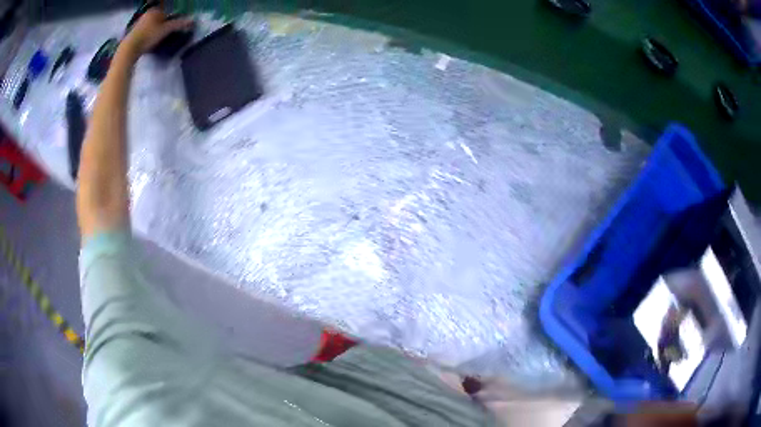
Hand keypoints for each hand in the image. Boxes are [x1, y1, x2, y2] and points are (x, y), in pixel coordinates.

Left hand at [122, 8, 191, 56]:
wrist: (129, 49)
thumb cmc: (148, 36)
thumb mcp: (166, 30)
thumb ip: (179, 24)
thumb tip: (192, 21)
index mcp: (155, 10)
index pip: (167, 14)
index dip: (171, 22)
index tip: (172, 31)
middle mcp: (146, 14)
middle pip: (159, 20)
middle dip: (163, 27)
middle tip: (165, 36)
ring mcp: (138, 24)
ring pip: (151, 27)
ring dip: (155, 33)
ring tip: (156, 42)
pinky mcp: (133, 34)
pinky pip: (144, 33)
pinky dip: (147, 37)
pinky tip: (148, 44)